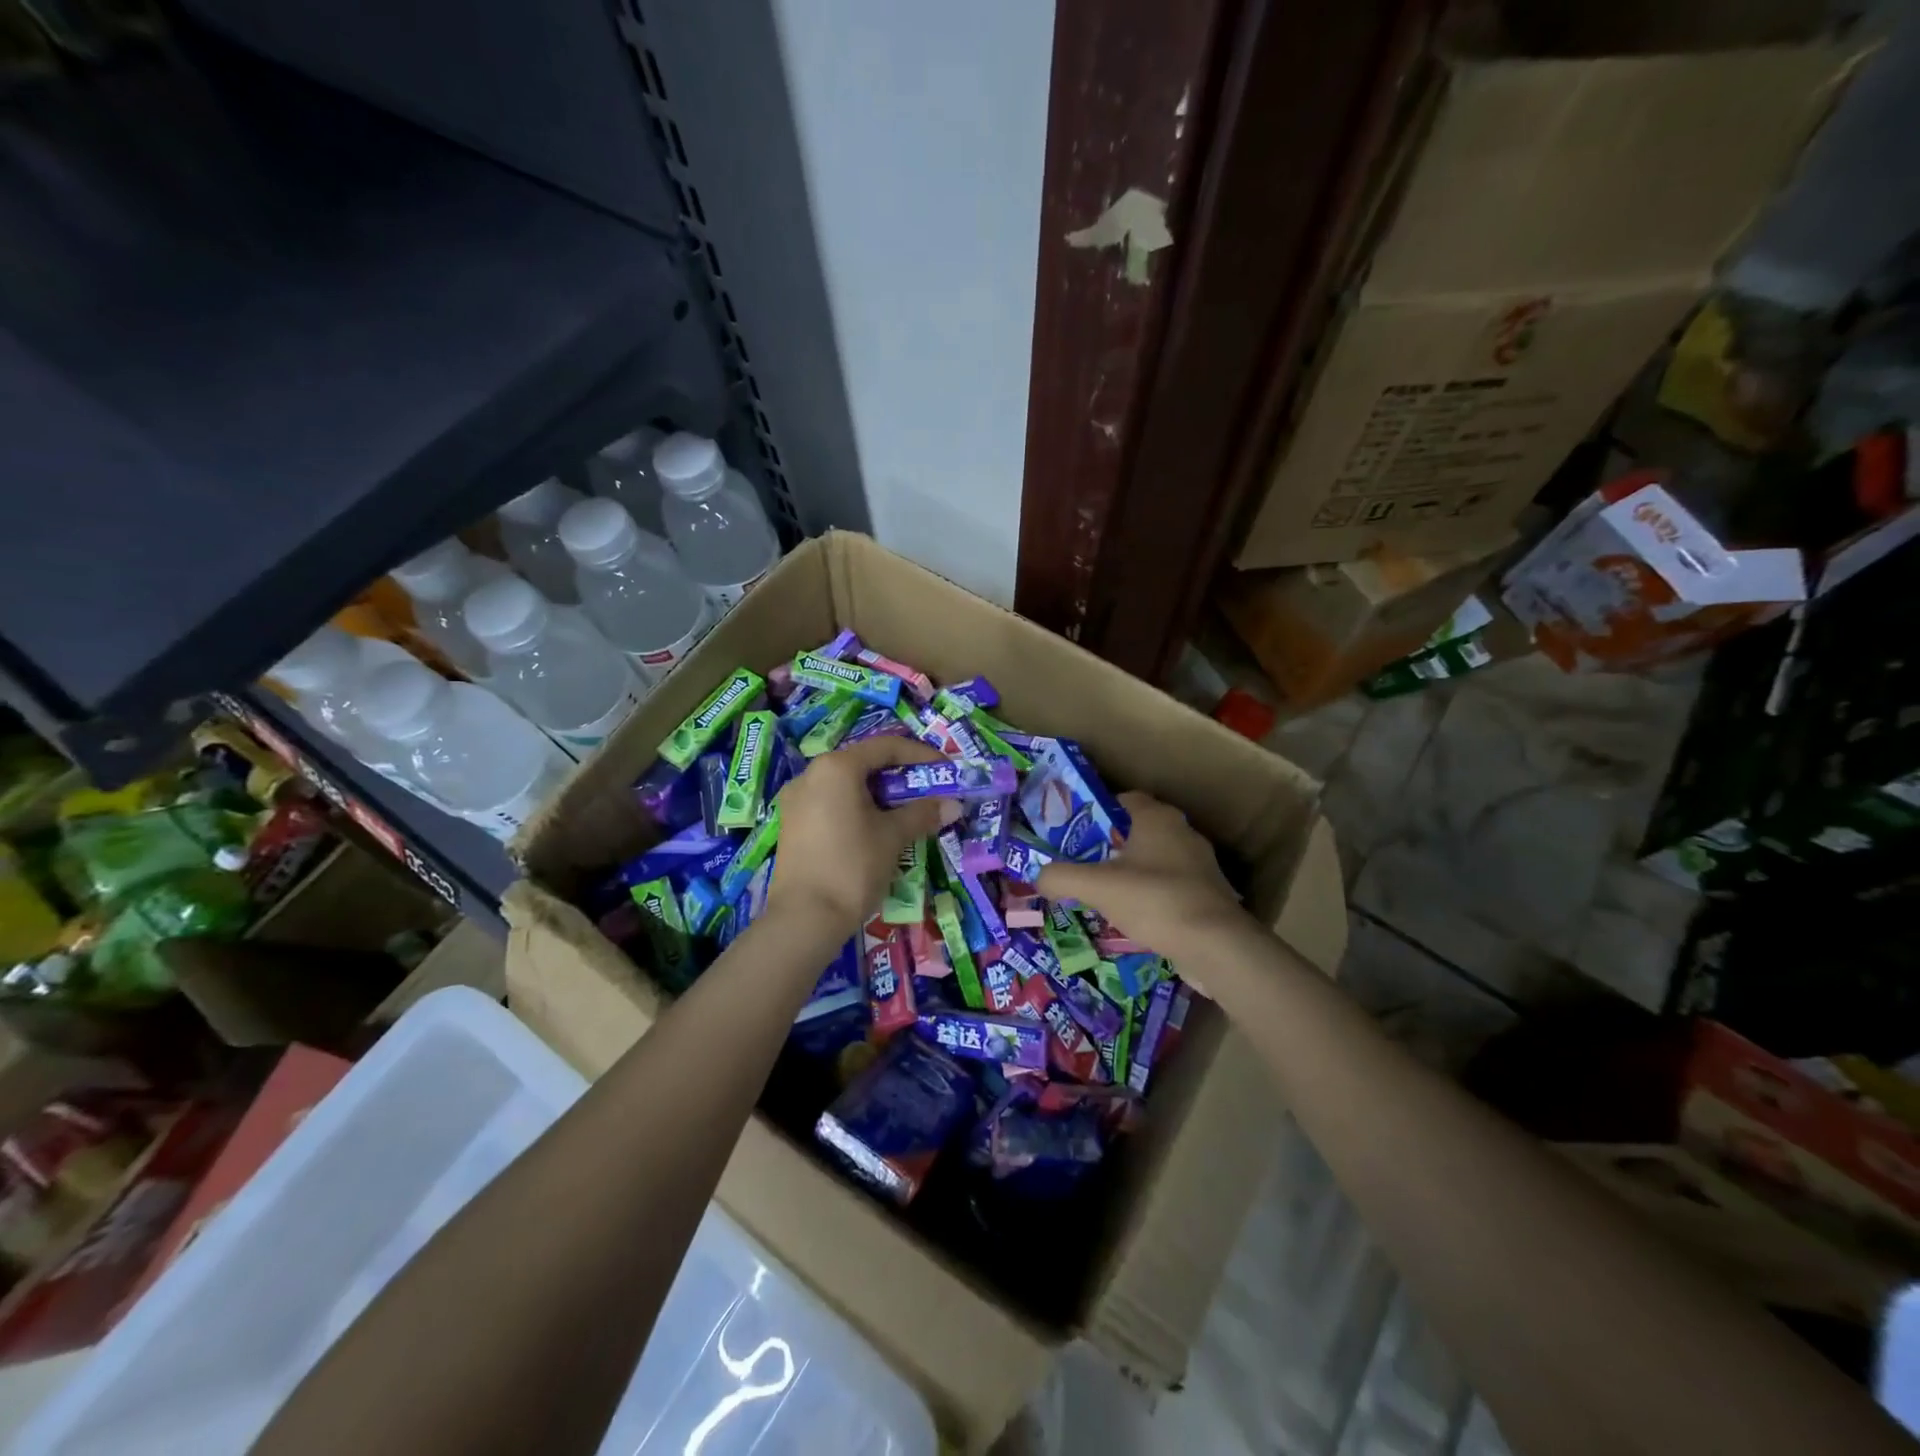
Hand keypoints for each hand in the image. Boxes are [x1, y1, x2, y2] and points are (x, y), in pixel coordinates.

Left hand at [768, 736, 960, 937]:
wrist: (804, 918)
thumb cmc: (852, 867)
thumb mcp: (893, 837)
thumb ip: (922, 814)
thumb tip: (953, 804)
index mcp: (836, 767)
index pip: (886, 747)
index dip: (921, 755)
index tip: (946, 771)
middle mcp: (811, 774)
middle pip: (864, 763)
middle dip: (901, 777)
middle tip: (929, 793)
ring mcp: (796, 800)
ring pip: (847, 785)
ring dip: (880, 794)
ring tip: (907, 813)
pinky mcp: (792, 824)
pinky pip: (831, 804)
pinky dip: (858, 808)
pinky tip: (876, 830)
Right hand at [1037, 792, 1242, 959]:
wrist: (1215, 946)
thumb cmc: (1154, 900)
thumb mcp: (1096, 887)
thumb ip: (1060, 877)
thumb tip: (1038, 878)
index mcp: (1157, 817)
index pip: (1122, 799)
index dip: (1095, 812)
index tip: (1072, 833)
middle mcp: (1182, 832)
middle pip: (1136, 831)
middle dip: (1108, 846)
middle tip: (1081, 865)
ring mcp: (1199, 864)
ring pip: (1153, 860)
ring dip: (1130, 873)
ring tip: (1101, 894)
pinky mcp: (1208, 894)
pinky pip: (1169, 886)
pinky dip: (1149, 896)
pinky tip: (1132, 917)